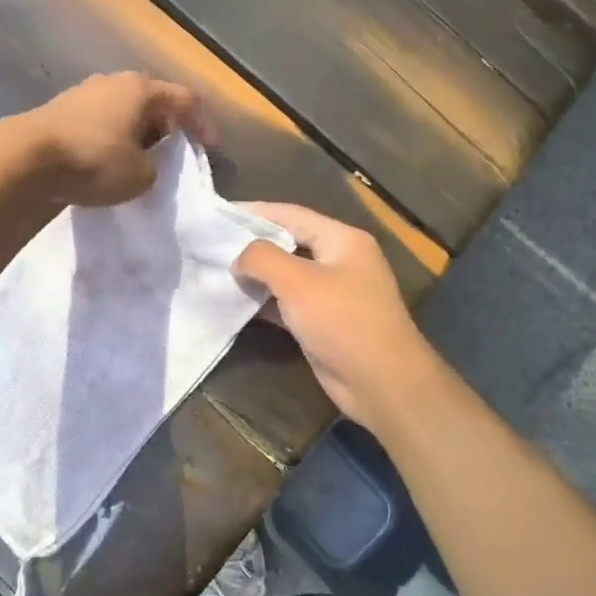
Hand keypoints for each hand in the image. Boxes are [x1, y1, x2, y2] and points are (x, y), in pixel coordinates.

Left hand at [17, 72, 215, 206]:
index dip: (203, 124)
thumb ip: (154, 168)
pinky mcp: (62, 109)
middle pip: (154, 100)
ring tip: (142, 158)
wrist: (25, 159)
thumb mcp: (140, 176)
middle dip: (168, 126)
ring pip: (125, 110)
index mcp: (142, 90)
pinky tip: (110, 158)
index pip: (186, 100)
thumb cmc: (93, 161)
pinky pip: (101, 120)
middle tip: (175, 151)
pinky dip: (114, 136)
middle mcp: (115, 82)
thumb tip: (143, 164)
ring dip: (139, 132)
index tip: (210, 147)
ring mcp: (85, 92)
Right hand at [232, 203, 441, 428]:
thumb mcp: (297, 282)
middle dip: (253, 244)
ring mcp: (334, 293)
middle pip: (289, 243)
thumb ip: (262, 259)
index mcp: (342, 239)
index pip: (292, 214)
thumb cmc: (342, 321)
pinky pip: (290, 303)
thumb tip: (239, 257)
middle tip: (213, 245)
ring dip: (257, 275)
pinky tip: (238, 303)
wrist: (382, 382)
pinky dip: (266, 302)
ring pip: (288, 276)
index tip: (220, 214)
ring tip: (218, 271)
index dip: (255, 212)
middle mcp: (340, 260)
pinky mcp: (325, 322)